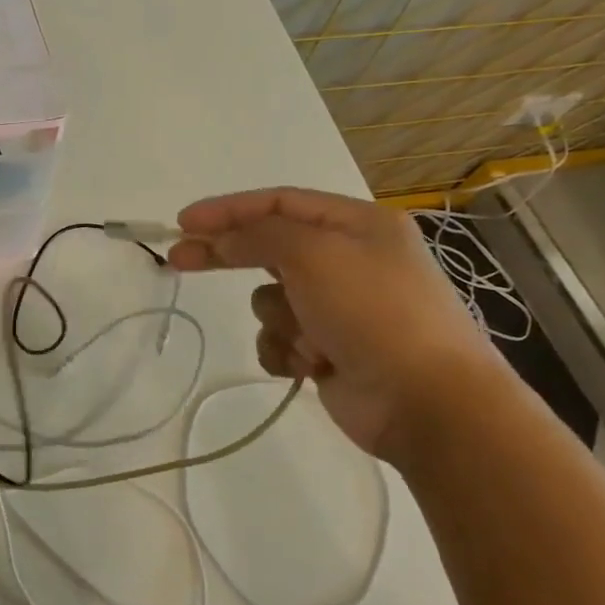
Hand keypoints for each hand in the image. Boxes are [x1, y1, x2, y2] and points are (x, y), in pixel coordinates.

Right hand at [168, 187, 506, 460]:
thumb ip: (258, 236)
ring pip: (271, 299)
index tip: (184, 222)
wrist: (426, 401)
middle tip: (178, 259)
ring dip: (279, 319)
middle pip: (269, 248)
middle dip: (228, 255)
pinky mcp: (328, 348)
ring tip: (310, 339)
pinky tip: (309, 364)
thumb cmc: (374, 313)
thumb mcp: (314, 255)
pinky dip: (286, 350)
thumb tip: (220, 239)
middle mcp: (349, 260)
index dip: (228, 209)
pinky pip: (281, 338)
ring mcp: (339, 307)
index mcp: (357, 225)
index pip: (278, 203)